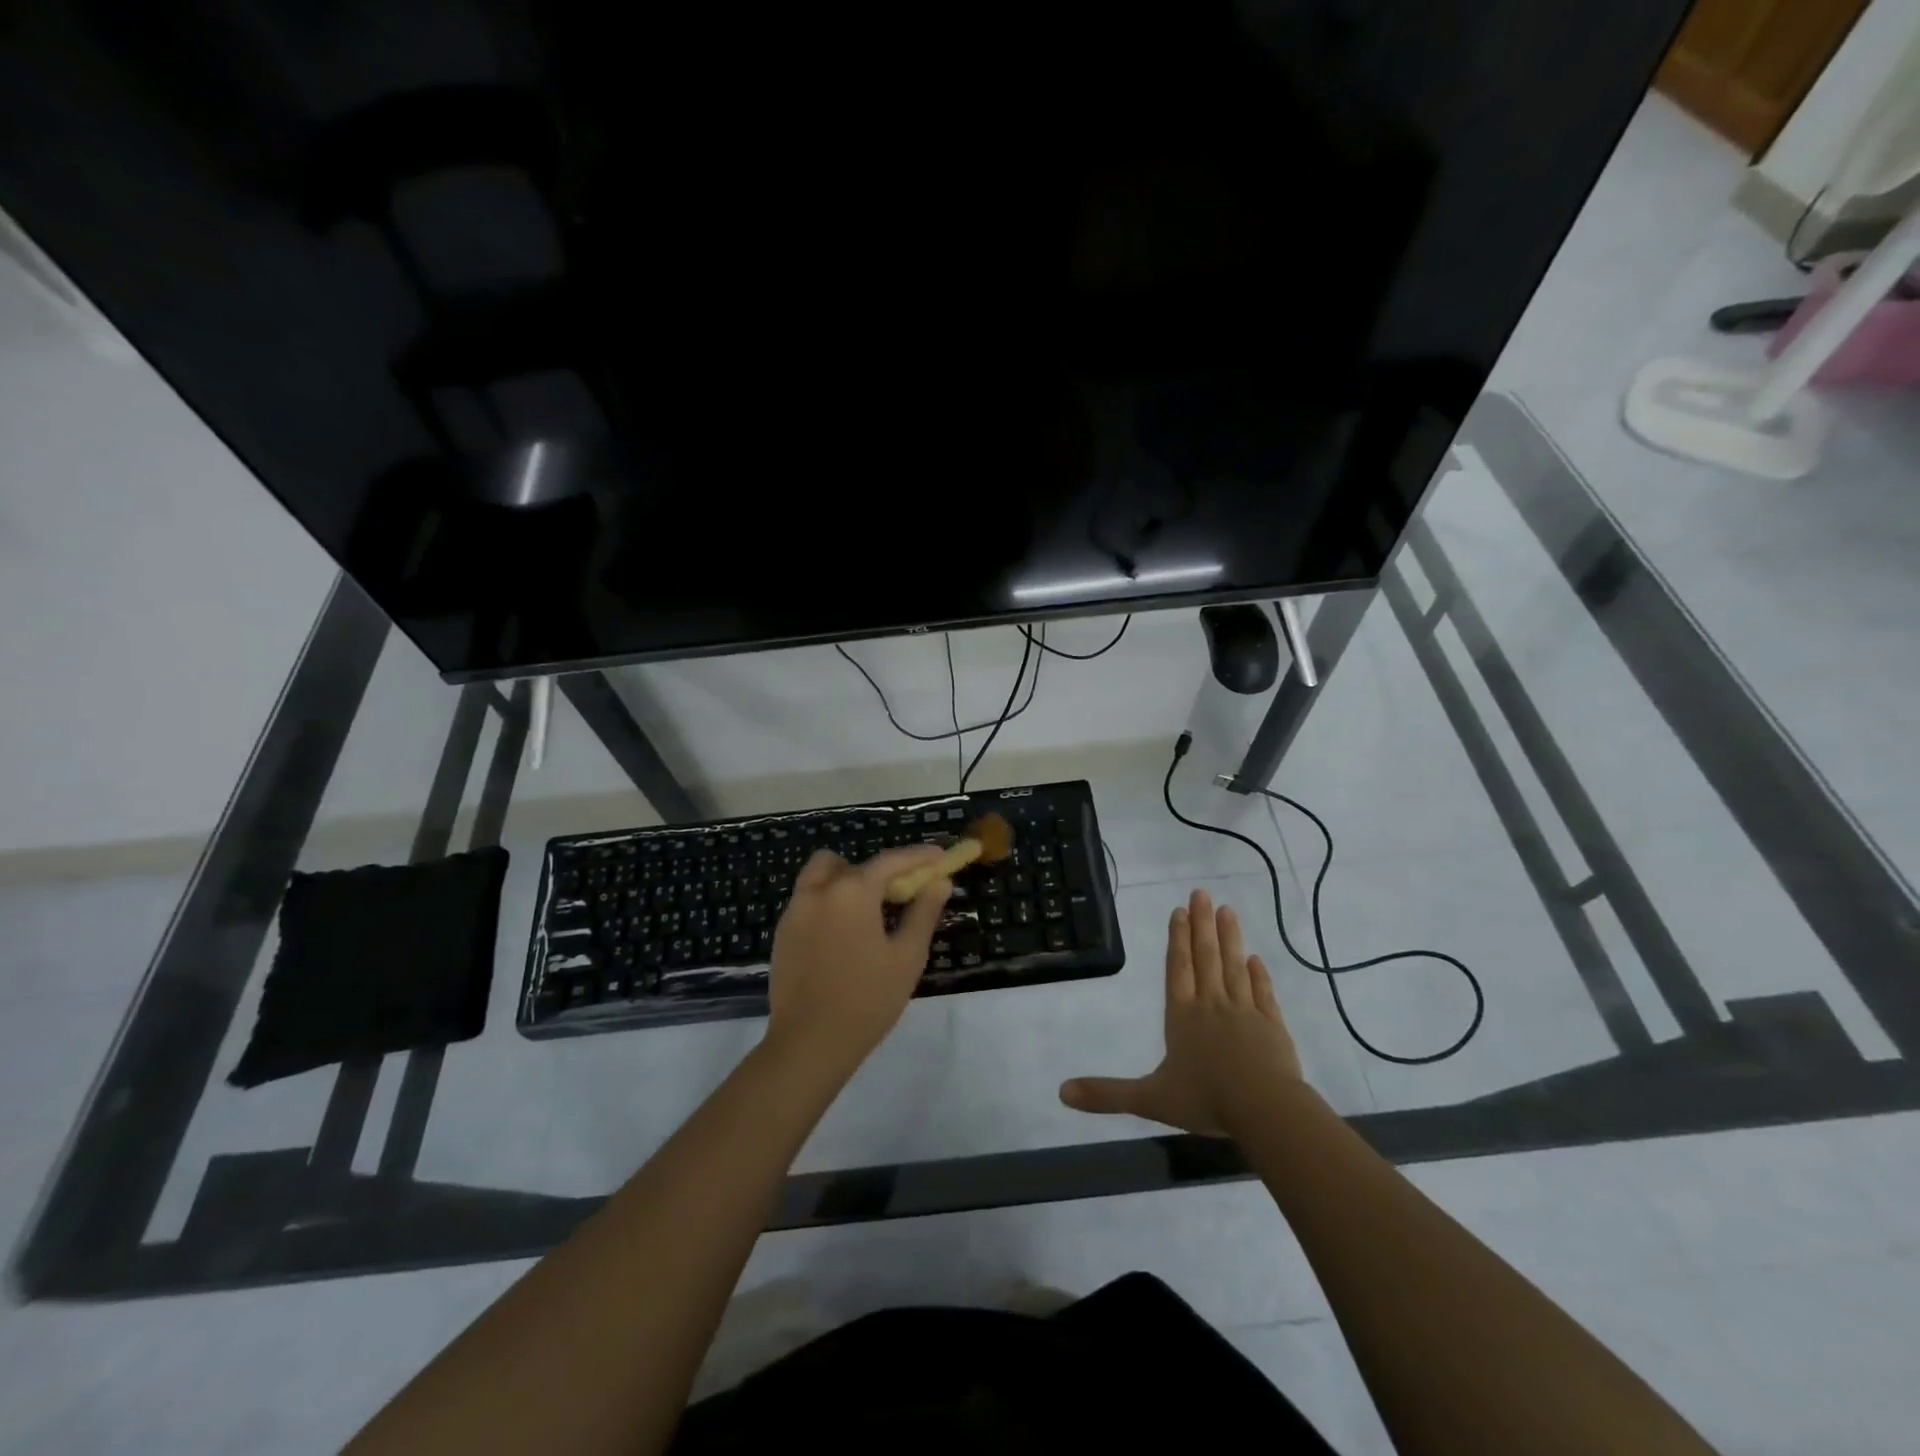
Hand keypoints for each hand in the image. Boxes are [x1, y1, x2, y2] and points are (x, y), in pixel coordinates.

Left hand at [765, 845, 950, 1076]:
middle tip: (899, 894)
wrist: (809, 1043)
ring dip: (846, 881)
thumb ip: (924, 912)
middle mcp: (819, 891)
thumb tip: (939, 882)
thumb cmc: (867, 999)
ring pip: (821, 876)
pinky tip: (844, 936)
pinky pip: (808, 901)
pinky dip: (829, 903)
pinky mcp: (782, 933)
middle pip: (849, 863)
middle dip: (876, 871)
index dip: (918, 856)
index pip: (890, 861)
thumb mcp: (907, 956)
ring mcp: (795, 911)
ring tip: (868, 913)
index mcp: (851, 892)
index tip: (940, 857)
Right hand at [1060, 888, 1302, 1136]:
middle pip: (1205, 958)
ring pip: (1234, 967)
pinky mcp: (1273, 1026)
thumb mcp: (1149, 1099)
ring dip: (1229, 938)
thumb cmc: (1205, 1099)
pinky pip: (1263, 993)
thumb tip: (1061, 1092)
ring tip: (1227, 910)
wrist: (1265, 1109)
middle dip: (1201, 925)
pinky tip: (1256, 958)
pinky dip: (1259, 974)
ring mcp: (1245, 1012)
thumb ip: (1107, 1095)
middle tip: (1202, 893)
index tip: (1180, 910)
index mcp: (1182, 1016)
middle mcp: (1212, 1005)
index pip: (1177, 968)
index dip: (1177, 939)